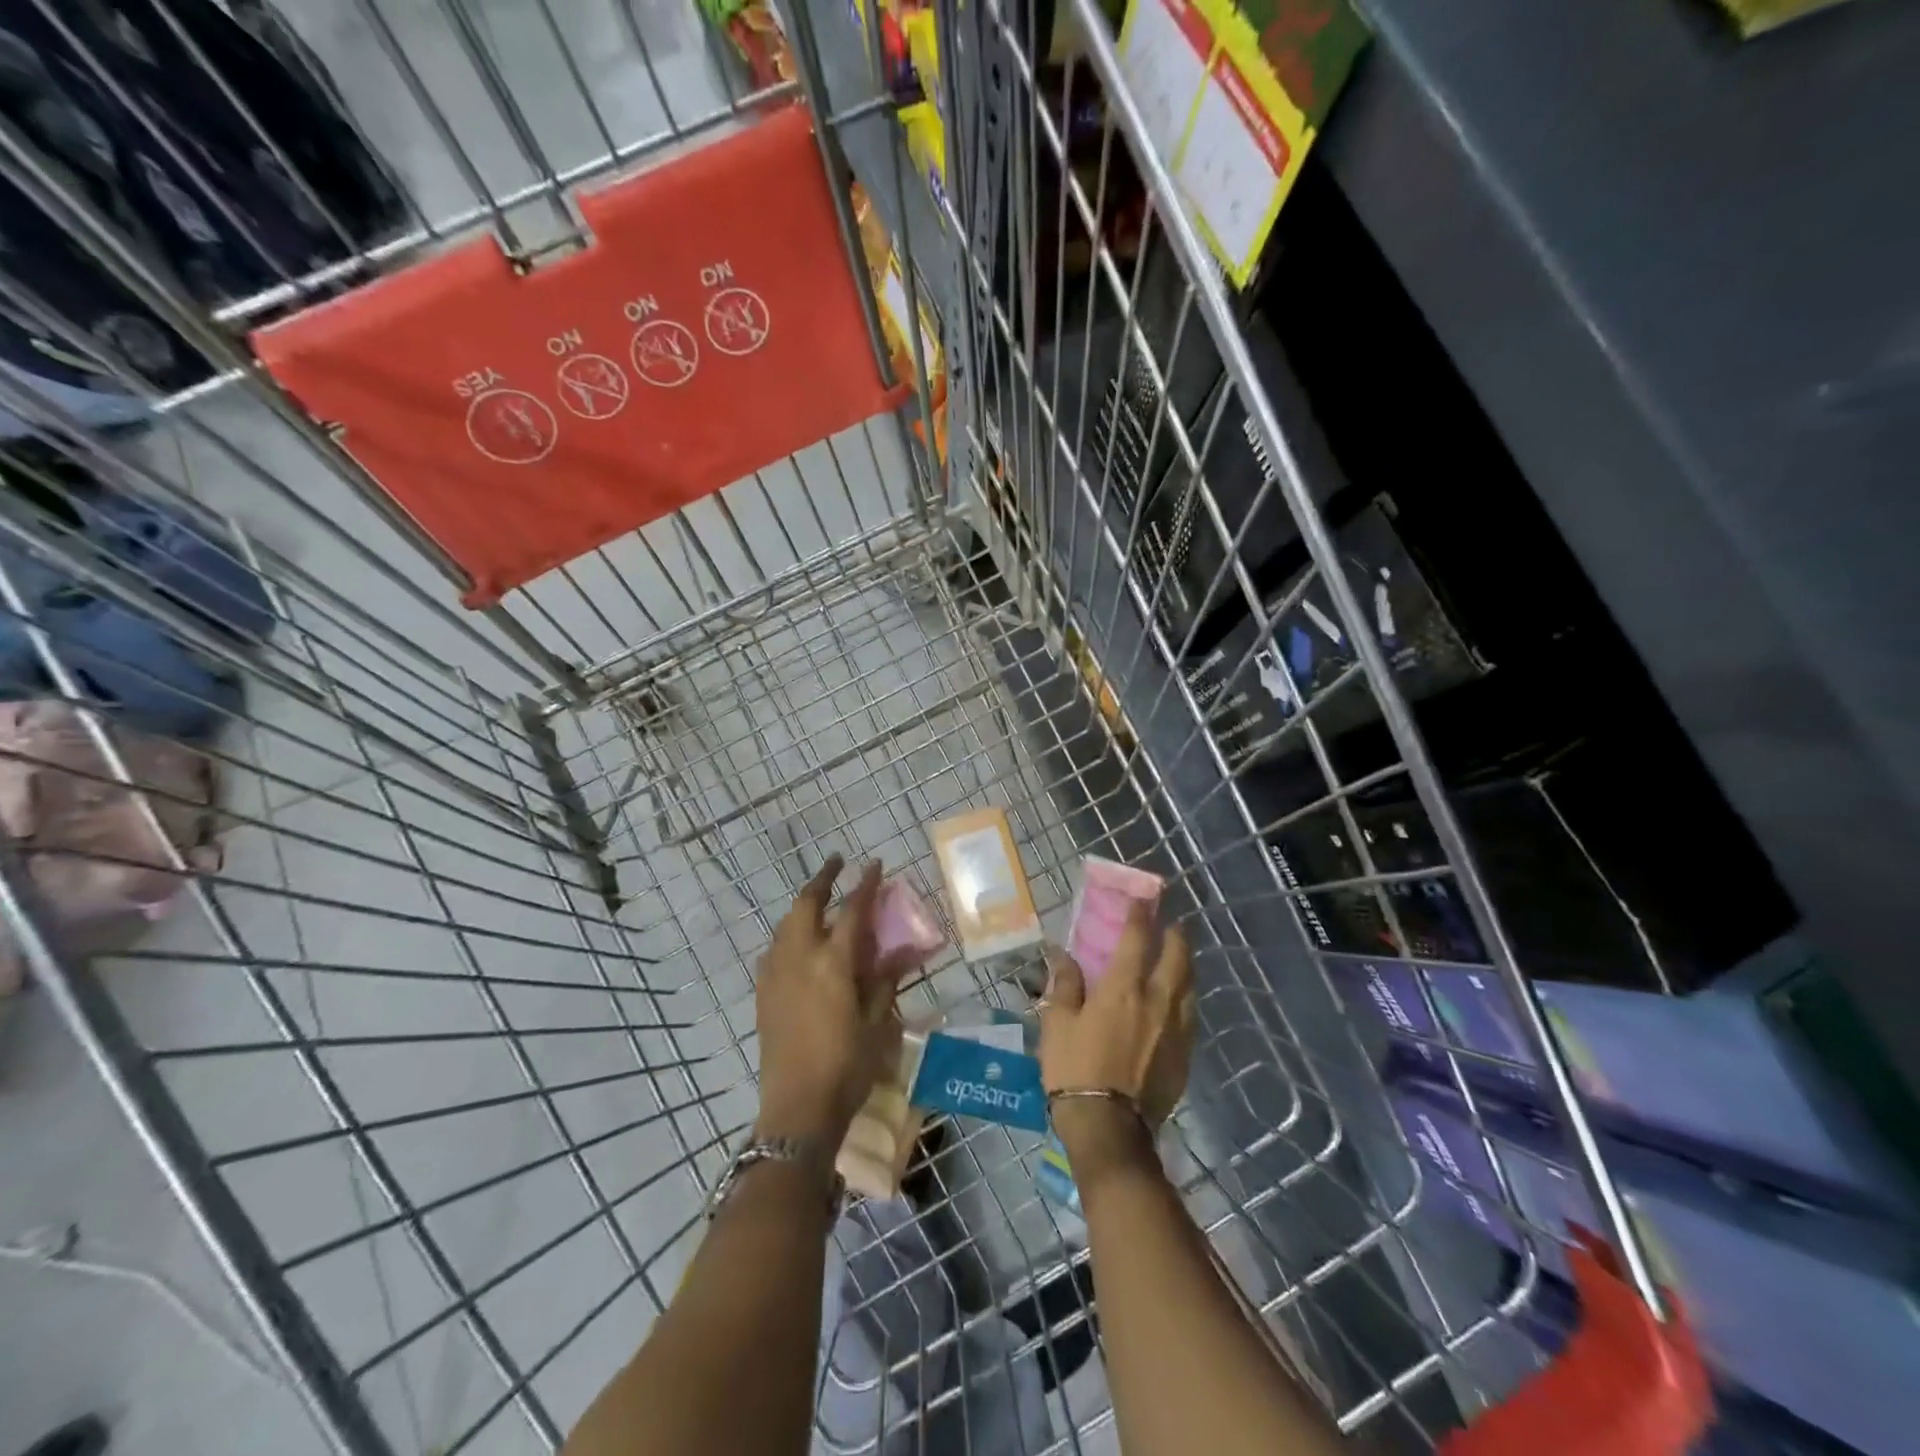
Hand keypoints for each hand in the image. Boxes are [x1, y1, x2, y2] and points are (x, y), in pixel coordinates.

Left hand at [754, 856, 915, 1145]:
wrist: (797, 1108)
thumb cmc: (846, 1066)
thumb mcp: (876, 1023)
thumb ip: (884, 982)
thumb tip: (899, 953)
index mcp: (832, 963)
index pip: (852, 910)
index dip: (865, 884)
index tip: (874, 864)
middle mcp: (799, 958)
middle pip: (806, 904)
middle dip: (822, 879)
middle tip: (837, 864)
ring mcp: (776, 974)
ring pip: (786, 923)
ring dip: (804, 904)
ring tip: (820, 900)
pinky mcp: (763, 993)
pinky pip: (774, 948)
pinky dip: (789, 932)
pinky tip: (799, 943)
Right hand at [1039, 903, 1193, 1184]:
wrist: (1108, 1128)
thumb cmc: (1075, 1069)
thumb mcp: (1058, 1022)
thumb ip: (1064, 984)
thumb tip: (1061, 954)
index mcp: (1123, 988)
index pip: (1138, 938)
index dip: (1140, 915)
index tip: (1142, 899)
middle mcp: (1157, 1001)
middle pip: (1177, 957)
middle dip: (1175, 935)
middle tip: (1170, 925)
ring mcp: (1176, 1029)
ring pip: (1189, 986)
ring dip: (1184, 965)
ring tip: (1177, 958)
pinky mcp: (1184, 1056)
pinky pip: (1189, 1015)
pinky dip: (1184, 998)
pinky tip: (1177, 1003)